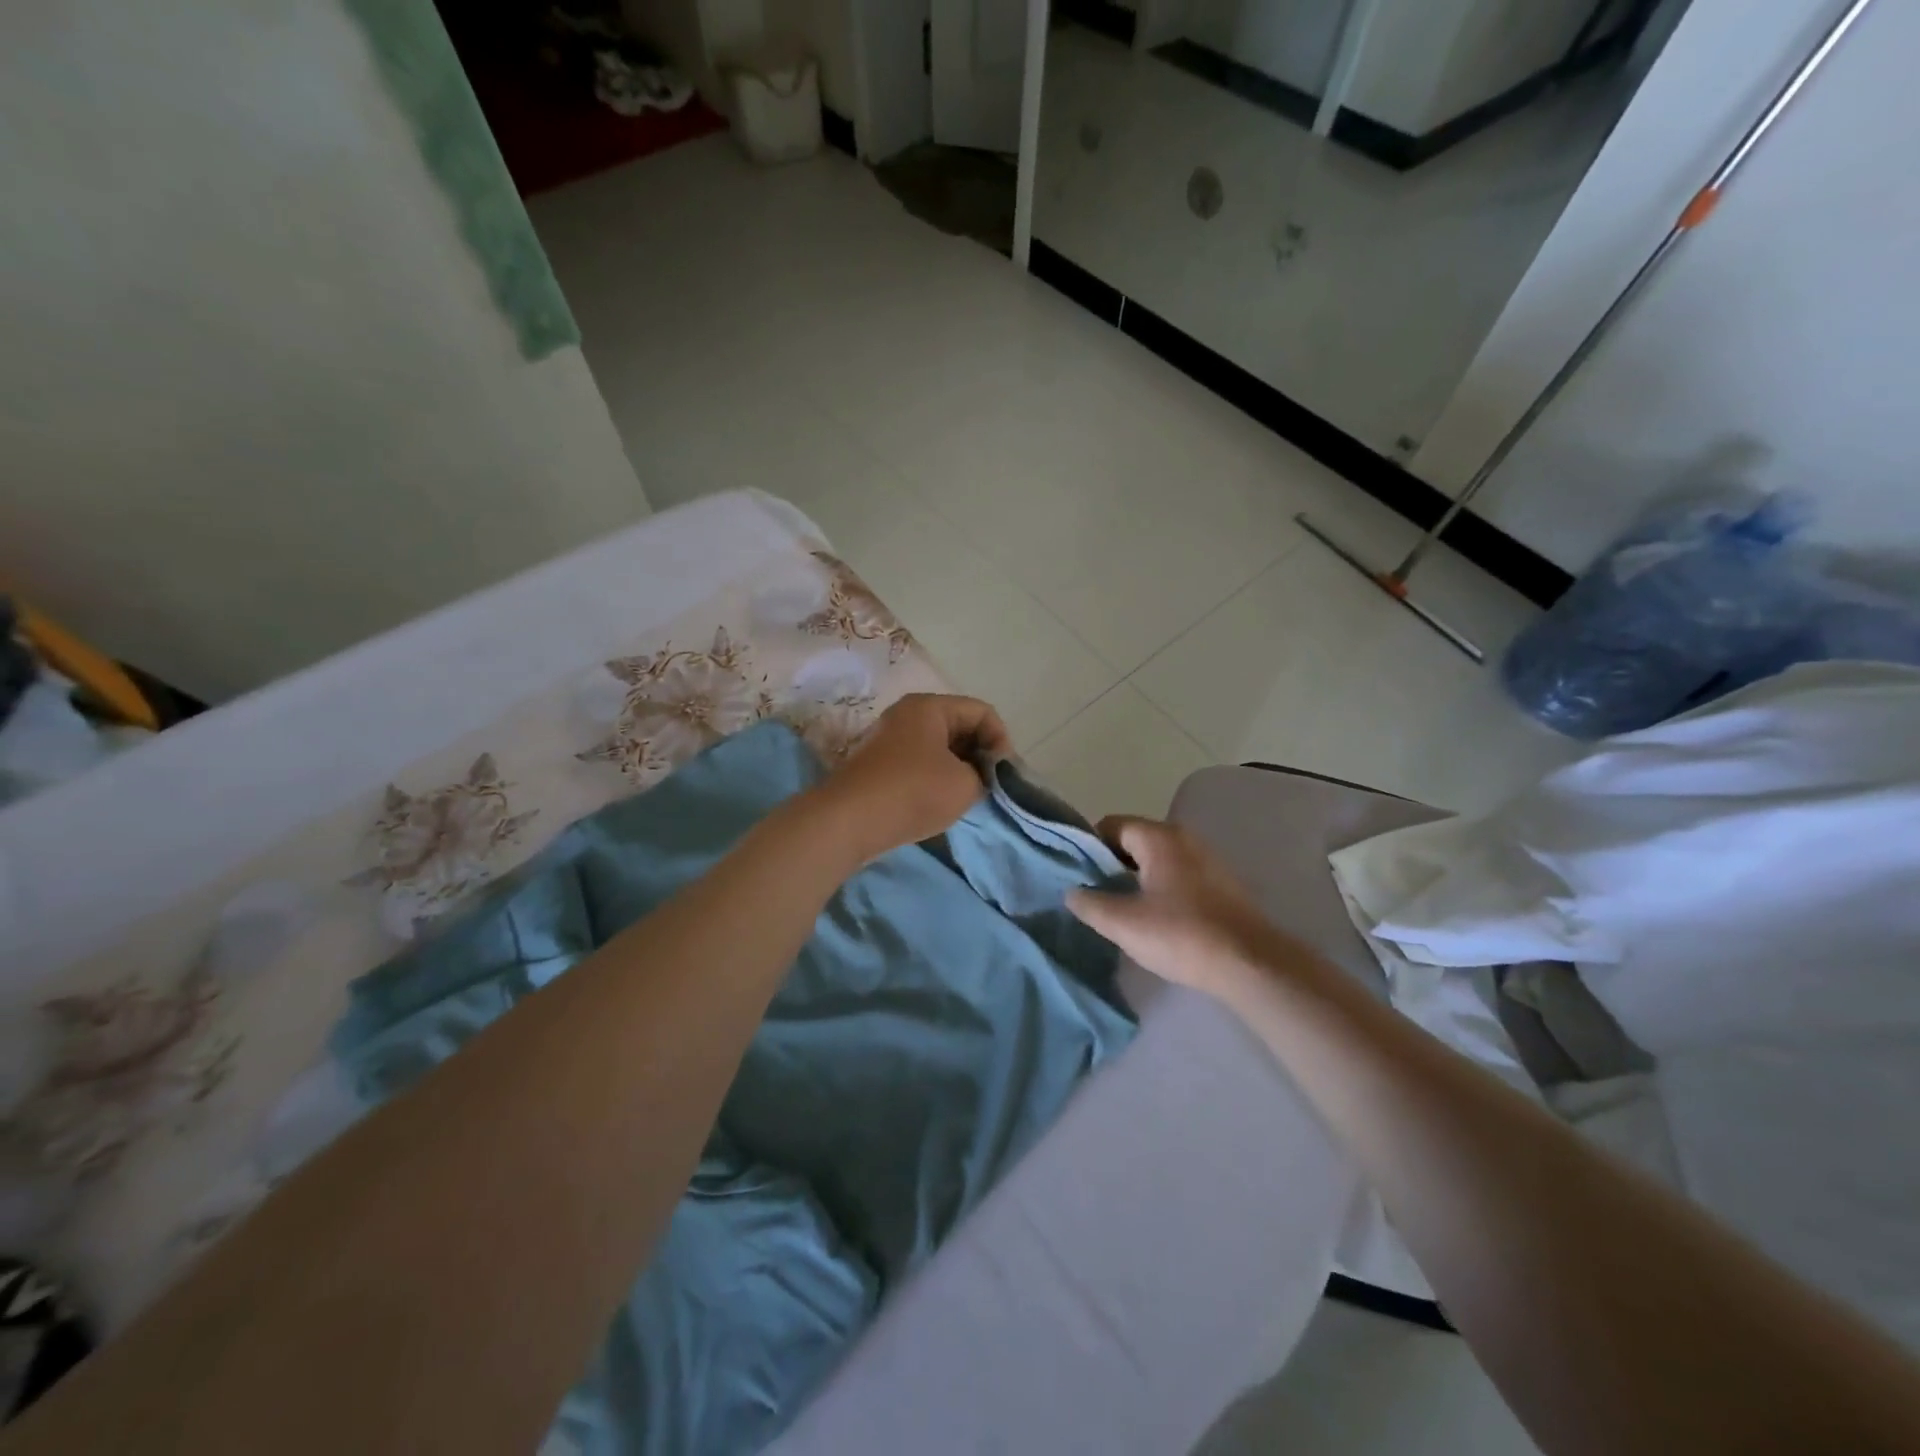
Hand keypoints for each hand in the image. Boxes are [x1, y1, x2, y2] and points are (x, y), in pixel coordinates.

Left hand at [812, 694, 1011, 861]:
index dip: (1001, 740)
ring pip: (939, 746)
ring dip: (959, 768)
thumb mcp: (965, 784)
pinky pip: (920, 762)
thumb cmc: (913, 792)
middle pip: (959, 725)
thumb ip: (984, 775)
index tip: (1005, 774)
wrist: (849, 821)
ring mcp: (889, 739)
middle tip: (992, 786)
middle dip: (980, 754)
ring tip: (969, 796)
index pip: (982, 712)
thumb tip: (977, 776)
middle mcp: (907, 714)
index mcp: (930, 707)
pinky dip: (936, 777)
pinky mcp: (879, 764)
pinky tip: (941, 802)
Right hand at [1068, 816, 1307, 1001]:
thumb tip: (1072, 892)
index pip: (1111, 825)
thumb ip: (1089, 903)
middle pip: (1134, 841)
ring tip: (1122, 911)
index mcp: (1158, 837)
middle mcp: (1184, 838)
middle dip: (1111, 866)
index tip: (1079, 878)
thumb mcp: (1122, 923)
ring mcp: (1206, 860)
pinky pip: (1178, 876)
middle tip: (1095, 897)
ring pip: (1157, 860)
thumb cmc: (1180, 935)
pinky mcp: (1221, 885)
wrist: (1250, 965)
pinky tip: (1156, 921)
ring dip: (1136, 880)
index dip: (1089, 848)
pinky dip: (1160, 890)